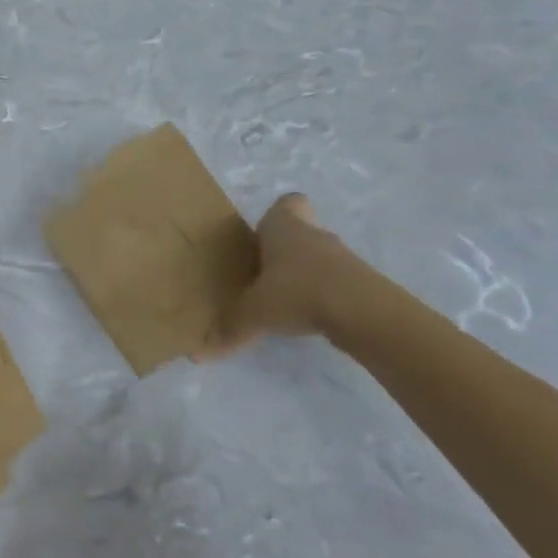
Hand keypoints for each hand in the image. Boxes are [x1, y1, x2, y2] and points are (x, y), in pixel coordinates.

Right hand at [200, 193, 357, 357]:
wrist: (361, 310)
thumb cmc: (297, 291)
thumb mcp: (254, 312)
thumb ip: (229, 328)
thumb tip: (196, 355)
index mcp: (283, 227)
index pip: (287, 203)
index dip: (277, 215)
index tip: (264, 237)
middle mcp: (313, 234)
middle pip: (302, 232)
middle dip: (287, 250)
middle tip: (267, 275)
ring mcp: (342, 257)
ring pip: (321, 257)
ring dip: (308, 275)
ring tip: (288, 303)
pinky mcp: (362, 282)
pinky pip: (338, 282)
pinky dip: (327, 296)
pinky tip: (313, 319)